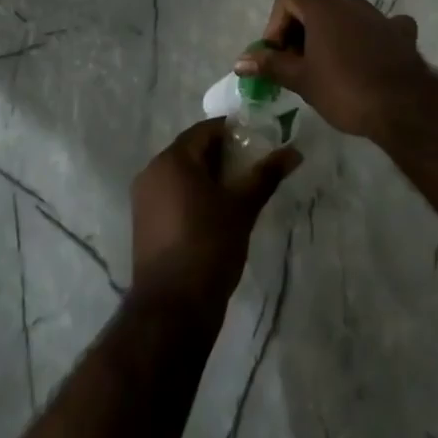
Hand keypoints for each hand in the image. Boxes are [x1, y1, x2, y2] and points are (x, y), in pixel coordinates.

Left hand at [131, 120, 299, 308]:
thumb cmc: (209, 246)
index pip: (205, 130)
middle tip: (253, 166)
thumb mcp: (242, 208)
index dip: (233, 131)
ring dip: (208, 176)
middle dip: (222, 155)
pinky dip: (193, 195)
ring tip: (239, 190)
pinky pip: (172, 194)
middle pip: (192, 150)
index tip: (259, 141)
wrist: (173, 307)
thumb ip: (266, 175)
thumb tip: (294, 151)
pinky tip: (216, 212)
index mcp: (173, 159)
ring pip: (182, 174)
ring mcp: (144, 198)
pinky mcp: (144, 222)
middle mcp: (152, 171)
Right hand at [236, 0, 427, 140]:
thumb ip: (270, 65)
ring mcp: (378, 14)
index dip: (276, 23)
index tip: (278, 54)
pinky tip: (368, 60)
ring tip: (328, 69)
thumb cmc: (344, 89)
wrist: (403, 106)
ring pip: (344, 16)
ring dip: (330, 35)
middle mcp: (349, 1)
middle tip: (297, 66)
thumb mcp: (301, 79)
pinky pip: (377, 27)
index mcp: (322, 6)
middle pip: (314, 5)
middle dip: (300, 31)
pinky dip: (366, 38)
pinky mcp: (400, 32)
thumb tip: (239, 61)